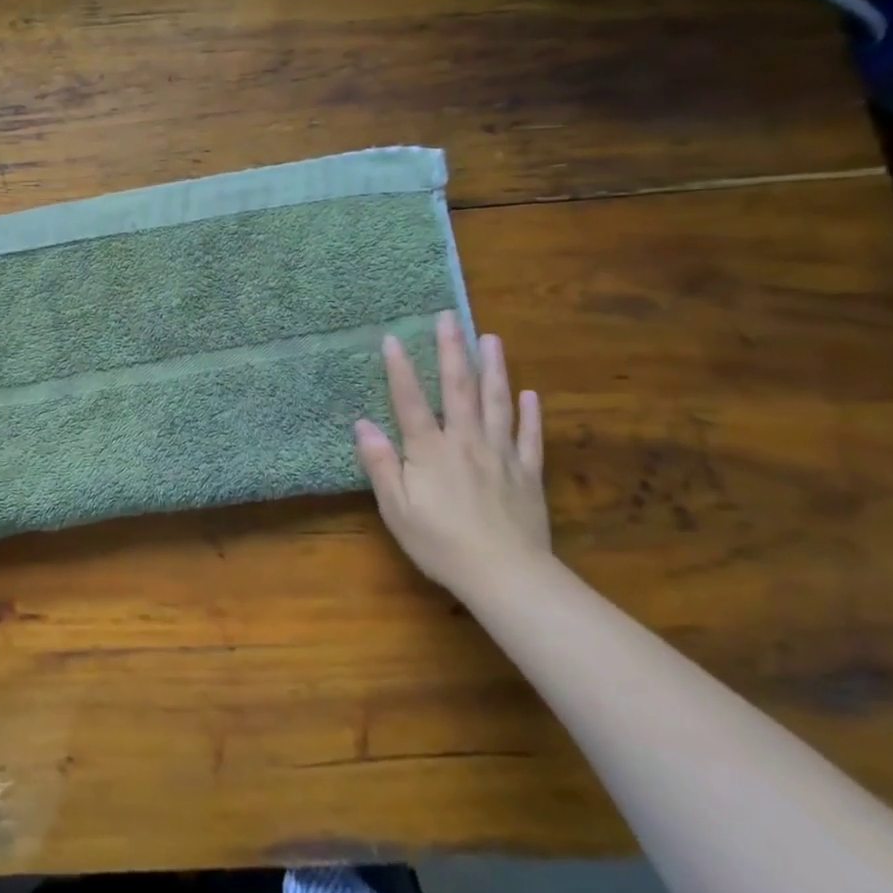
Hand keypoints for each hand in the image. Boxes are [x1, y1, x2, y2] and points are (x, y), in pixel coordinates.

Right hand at [354, 310, 550, 596]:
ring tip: (491, 338)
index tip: (392, 337)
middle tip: (450, 317)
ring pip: (496, 402)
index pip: (410, 401)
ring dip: (493, 368)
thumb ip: (381, 464)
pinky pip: (529, 437)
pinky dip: (530, 413)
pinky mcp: (528, 473)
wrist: (506, 576)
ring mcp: (501, 455)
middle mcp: (465, 442)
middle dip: (452, 350)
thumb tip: (362, 424)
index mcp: (430, 451)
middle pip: (458, 388)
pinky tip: (529, 393)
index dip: (400, 368)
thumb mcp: (397, 509)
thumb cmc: (441, 543)